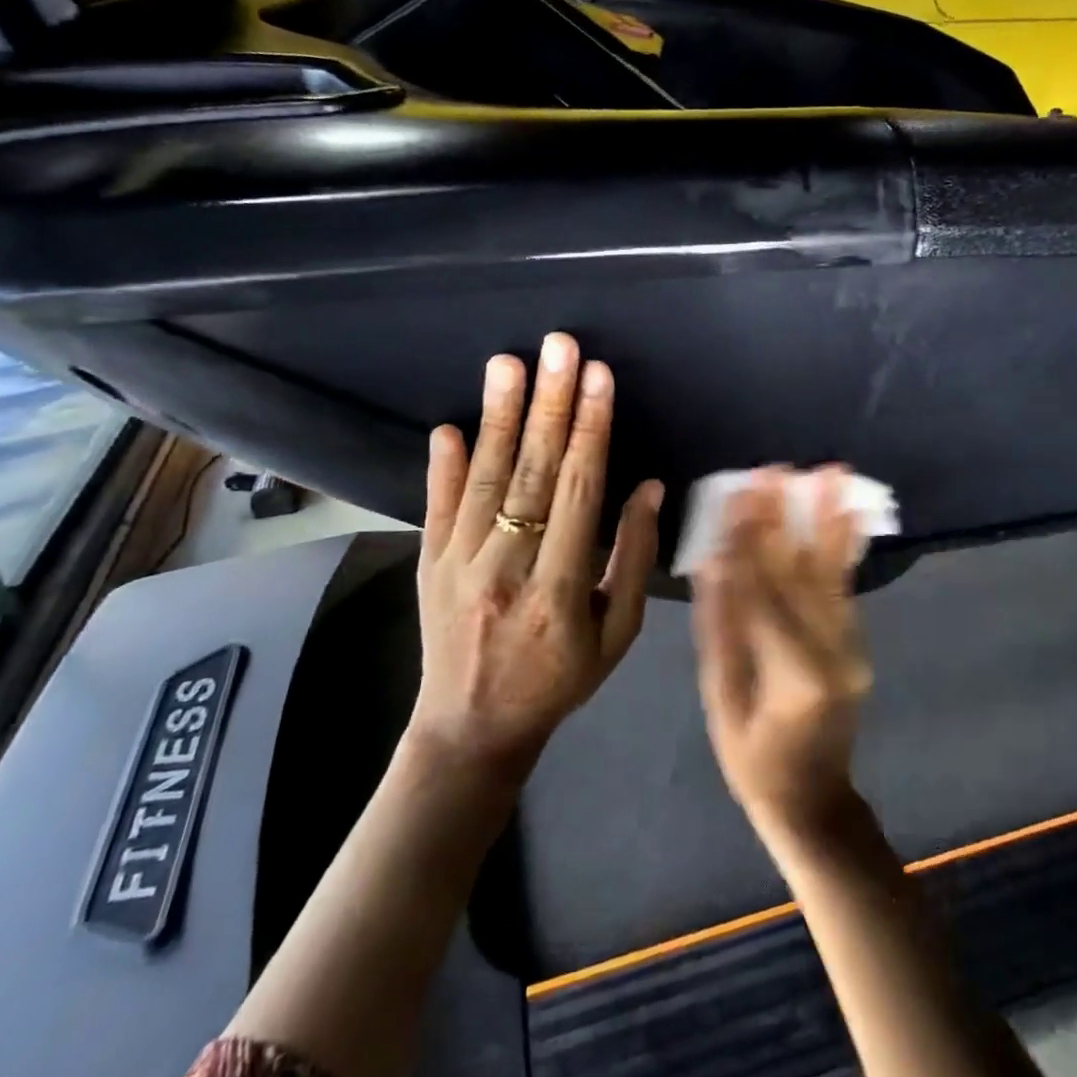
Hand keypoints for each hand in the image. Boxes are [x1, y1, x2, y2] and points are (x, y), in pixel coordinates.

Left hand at [413, 333, 663, 772]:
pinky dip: (443, 466)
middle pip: (532, 473)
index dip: (591, 430)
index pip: (578, 492)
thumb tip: (648, 488)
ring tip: (508, 363)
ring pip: (484, 479)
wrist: (471, 729)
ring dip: (499, 416)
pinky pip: (436, 507)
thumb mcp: (617, 634)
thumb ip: (632, 559)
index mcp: (558, 589)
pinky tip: (449, 426)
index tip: (599, 378)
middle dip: (550, 404)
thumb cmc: (559, 680)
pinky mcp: (429, 564)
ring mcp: (458, 564)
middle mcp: (505, 568)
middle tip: (559, 347)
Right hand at [691, 468, 872, 844]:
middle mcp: (832, 654)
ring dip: (828, 518)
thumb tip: (713, 560)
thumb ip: (721, 628)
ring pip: (833, 573)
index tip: (740, 493)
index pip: (763, 593)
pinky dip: (845, 544)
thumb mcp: (721, 698)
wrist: (815, 800)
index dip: (749, 541)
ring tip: (831, 471)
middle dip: (786, 517)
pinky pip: (847, 586)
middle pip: (801, 574)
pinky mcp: (858, 641)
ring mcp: (853, 647)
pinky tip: (846, 510)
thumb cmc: (752, 759)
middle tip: (775, 468)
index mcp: (791, 675)